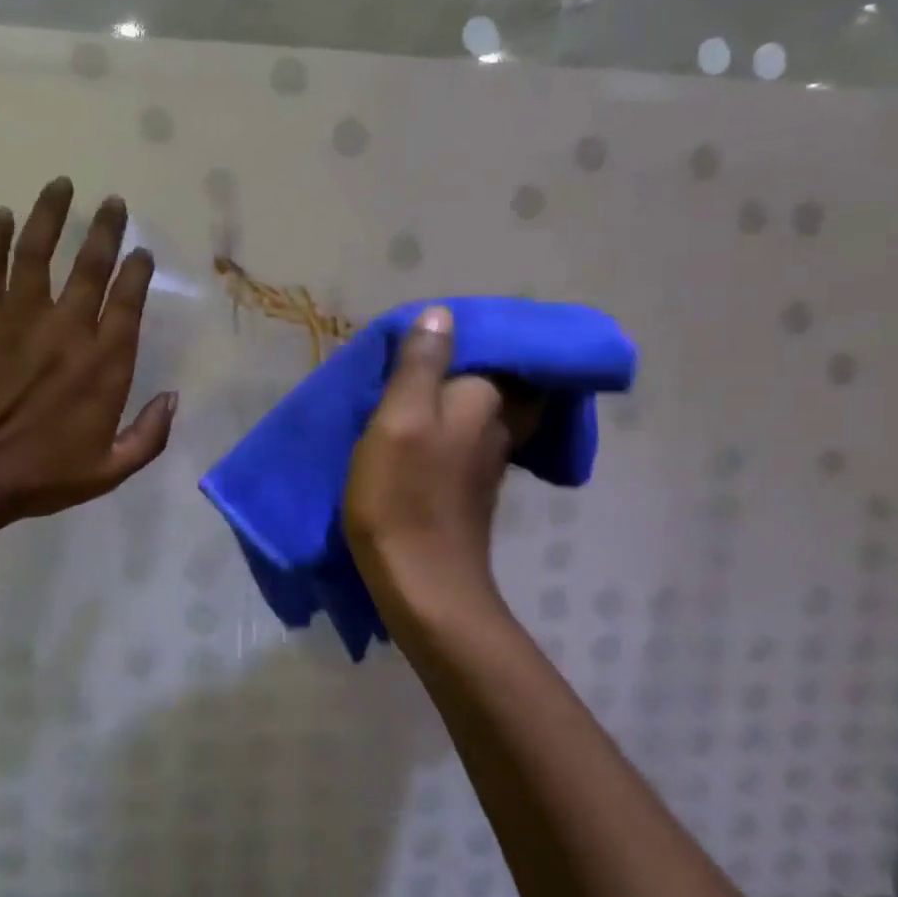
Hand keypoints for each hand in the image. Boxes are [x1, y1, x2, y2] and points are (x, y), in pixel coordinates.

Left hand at [0, 177, 175, 524]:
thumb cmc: (41, 475)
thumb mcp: (110, 471)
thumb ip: (149, 436)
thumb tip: (173, 398)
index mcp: (104, 362)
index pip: (128, 301)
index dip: (137, 271)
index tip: (141, 252)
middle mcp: (68, 327)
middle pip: (91, 265)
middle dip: (105, 230)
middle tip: (113, 202)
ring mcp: (19, 317)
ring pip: (38, 252)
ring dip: (51, 214)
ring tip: (61, 185)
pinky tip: (1, 214)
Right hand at [343, 307, 531, 621]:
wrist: (422, 582)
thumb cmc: (403, 495)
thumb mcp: (398, 419)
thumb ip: (421, 365)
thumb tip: (444, 314)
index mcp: (481, 401)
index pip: (499, 351)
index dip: (474, 335)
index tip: (442, 329)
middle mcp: (496, 427)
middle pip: (495, 382)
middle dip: (472, 364)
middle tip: (429, 354)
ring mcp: (487, 462)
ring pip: (480, 412)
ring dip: (457, 395)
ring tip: (419, 386)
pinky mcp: (471, 490)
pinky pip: (466, 441)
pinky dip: (451, 427)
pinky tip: (424, 430)